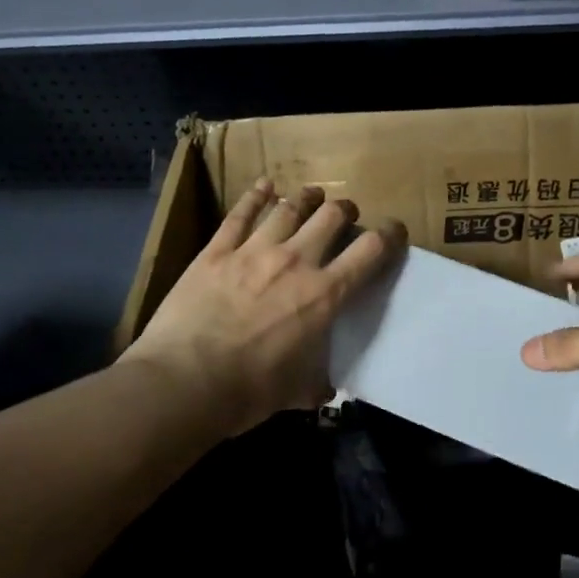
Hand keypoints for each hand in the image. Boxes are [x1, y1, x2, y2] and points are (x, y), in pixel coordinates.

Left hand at [124, 179, 406, 437]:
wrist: (184, 382)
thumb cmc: (249, 391)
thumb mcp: (297, 392)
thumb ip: (317, 383)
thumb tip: (325, 391)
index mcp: (324, 295)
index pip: (370, 252)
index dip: (389, 235)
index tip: (394, 231)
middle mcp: (295, 262)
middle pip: (331, 216)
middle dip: (345, 211)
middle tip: (346, 215)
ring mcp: (253, 251)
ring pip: (289, 208)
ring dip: (307, 198)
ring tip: (313, 195)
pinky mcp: (217, 251)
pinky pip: (240, 214)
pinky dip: (255, 195)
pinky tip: (265, 185)